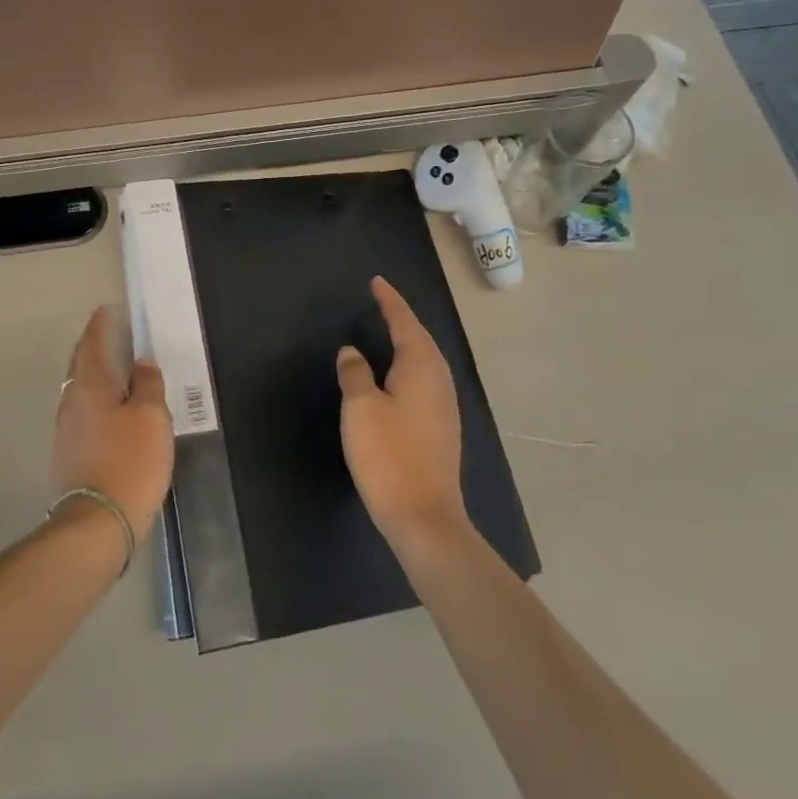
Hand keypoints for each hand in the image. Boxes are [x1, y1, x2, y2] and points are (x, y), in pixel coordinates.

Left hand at [53, 306, 174, 542]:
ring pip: (80, 389)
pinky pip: (83, 412)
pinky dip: (96, 399)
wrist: (97, 522)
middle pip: (81, 365)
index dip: (100, 325)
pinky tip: (111, 408)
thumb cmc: (130, 461)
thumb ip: (147, 385)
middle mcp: (72, 401)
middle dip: (93, 347)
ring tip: (115, 368)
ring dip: (94, 374)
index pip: (92, 343)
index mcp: (91, 385)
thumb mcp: (151, 417)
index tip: (107, 310)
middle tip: (110, 335)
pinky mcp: (70, 453)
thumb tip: (142, 362)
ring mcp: (67, 429)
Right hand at [337, 277, 469, 553]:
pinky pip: (426, 381)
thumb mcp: (360, 408)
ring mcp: (444, 406)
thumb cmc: (388, 454)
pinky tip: (398, 377)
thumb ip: (355, 373)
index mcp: (421, 368)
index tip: (377, 282)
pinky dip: (411, 366)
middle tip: (382, 303)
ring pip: (426, 361)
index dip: (390, 302)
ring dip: (409, 342)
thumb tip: (352, 352)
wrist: (423, 515)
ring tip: (390, 332)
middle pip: (422, 339)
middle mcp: (439, 380)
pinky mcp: (441, 428)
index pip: (405, 323)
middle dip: (403, 319)